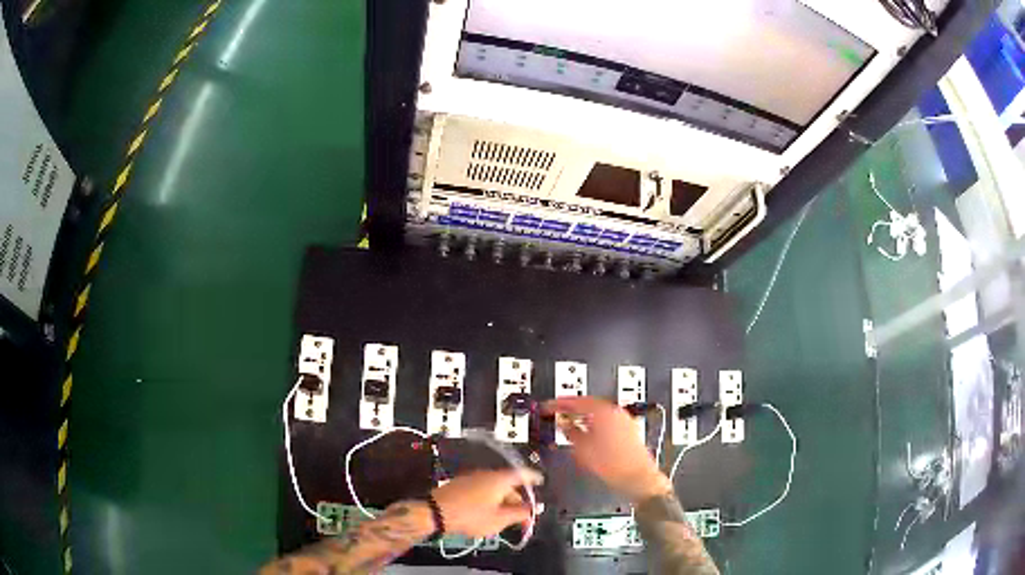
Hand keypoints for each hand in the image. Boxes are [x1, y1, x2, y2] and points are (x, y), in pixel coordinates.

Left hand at [431, 469, 542, 537]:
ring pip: (494, 488)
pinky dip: (490, 500)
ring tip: (504, 519)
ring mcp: (472, 478)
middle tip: (521, 517)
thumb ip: (520, 513)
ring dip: (503, 502)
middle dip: (517, 500)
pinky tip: (487, 514)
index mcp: (500, 479)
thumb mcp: (500, 519)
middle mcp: (487, 474)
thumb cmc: (471, 516)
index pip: (523, 475)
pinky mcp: (460, 485)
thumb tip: (534, 509)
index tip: (540, 481)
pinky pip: (482, 490)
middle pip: (508, 484)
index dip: (533, 478)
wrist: (435, 513)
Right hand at [543, 396, 671, 502]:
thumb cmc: (615, 466)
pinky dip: (593, 423)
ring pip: (598, 412)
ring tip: (569, 424)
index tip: (547, 407)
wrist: (639, 479)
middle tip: (556, 413)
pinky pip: (606, 420)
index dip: (558, 404)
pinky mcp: (628, 429)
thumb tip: (564, 425)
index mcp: (604, 413)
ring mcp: (624, 420)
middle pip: (588, 404)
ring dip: (582, 416)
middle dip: (571, 409)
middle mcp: (616, 412)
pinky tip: (587, 433)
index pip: (576, 402)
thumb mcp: (584, 451)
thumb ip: (571, 434)